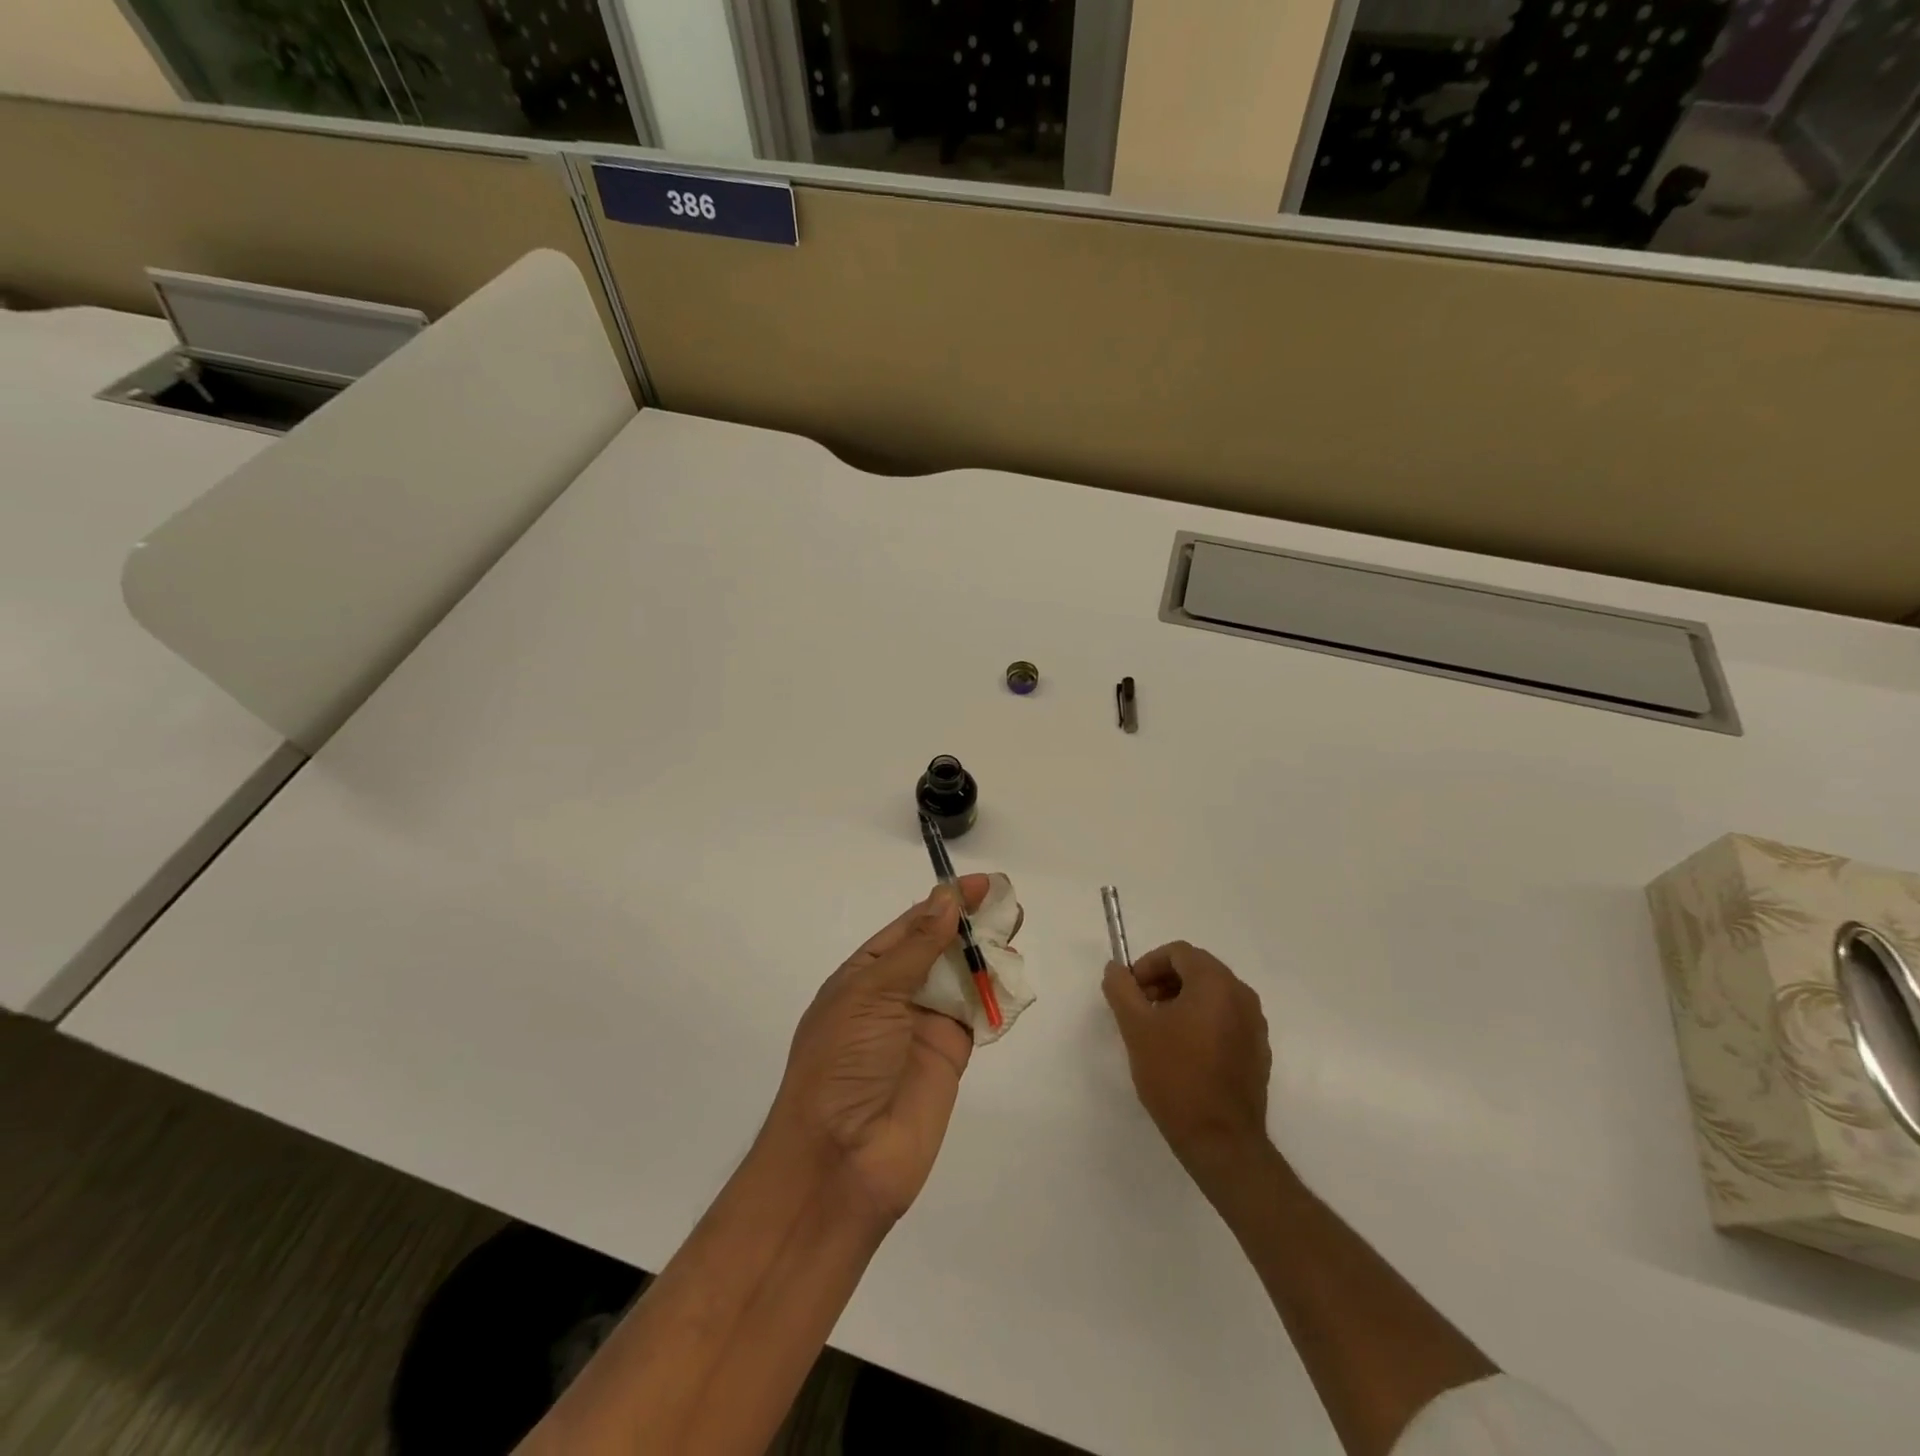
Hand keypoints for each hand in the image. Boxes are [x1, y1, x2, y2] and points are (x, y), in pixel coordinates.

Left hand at [769, 876, 989, 1224]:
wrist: (841, 1161)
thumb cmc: (842, 1062)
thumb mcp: (871, 994)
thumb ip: (917, 948)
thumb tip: (947, 898)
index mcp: (864, 975)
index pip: (910, 926)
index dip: (944, 903)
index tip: (982, 884)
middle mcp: (894, 996)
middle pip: (939, 948)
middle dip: (970, 924)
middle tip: (1008, 902)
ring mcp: (923, 1026)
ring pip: (961, 978)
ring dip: (986, 954)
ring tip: (1016, 928)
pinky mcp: (950, 1056)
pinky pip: (977, 1016)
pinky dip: (996, 995)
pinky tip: (1015, 973)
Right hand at [1103, 942, 1274, 1182]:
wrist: (1220, 1141)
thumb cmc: (1176, 1076)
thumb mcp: (1136, 1028)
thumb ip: (1121, 989)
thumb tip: (1115, 969)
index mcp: (1216, 983)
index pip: (1178, 953)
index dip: (1148, 964)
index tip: (1130, 990)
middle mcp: (1242, 996)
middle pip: (1197, 970)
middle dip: (1164, 981)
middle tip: (1140, 1008)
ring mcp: (1255, 1025)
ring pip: (1212, 995)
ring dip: (1181, 1001)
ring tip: (1158, 1031)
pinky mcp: (1258, 1051)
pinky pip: (1226, 1020)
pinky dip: (1202, 1022)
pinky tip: (1183, 1052)